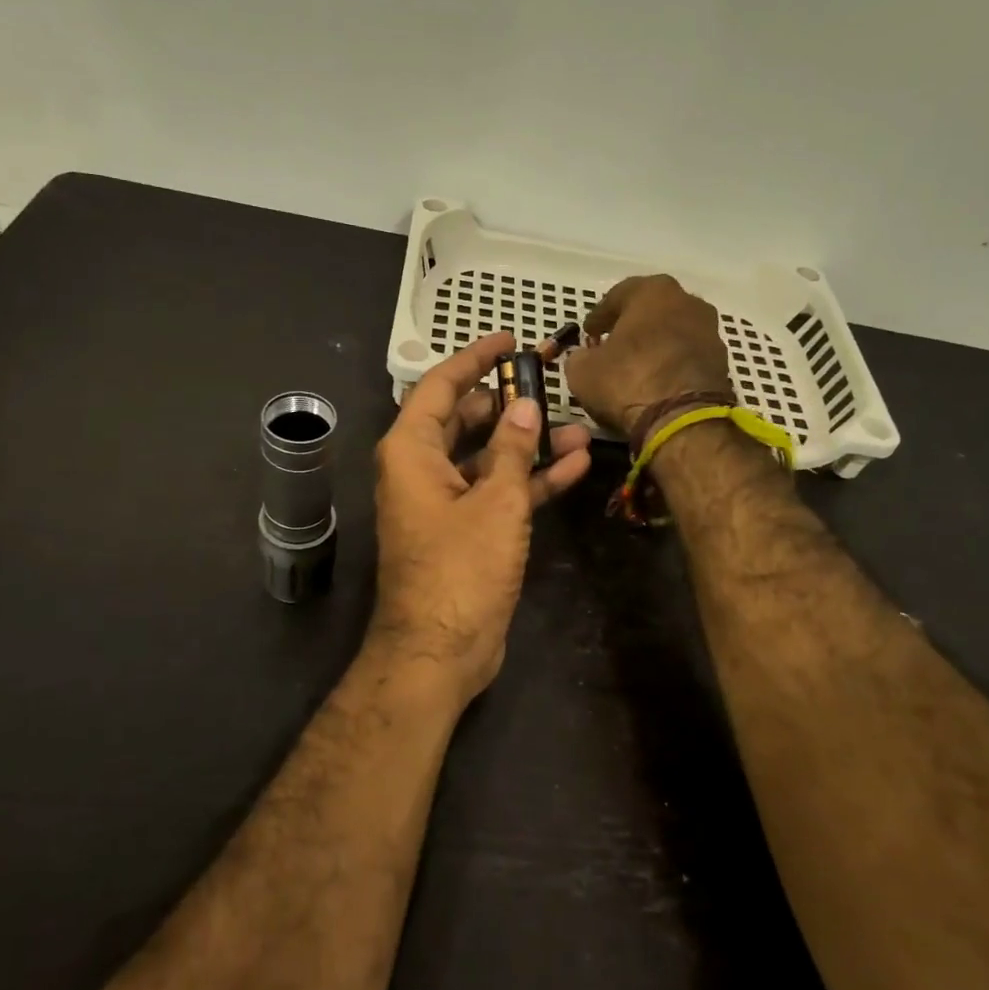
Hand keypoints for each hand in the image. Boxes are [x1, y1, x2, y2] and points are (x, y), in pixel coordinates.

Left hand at [369, 332, 592, 703]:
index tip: (508, 339)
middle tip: (552, 384)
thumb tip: (523, 404)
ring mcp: (444, 500)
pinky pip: (496, 491)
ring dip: (527, 445)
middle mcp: (421, 468)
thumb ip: (510, 448)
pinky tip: (572, 467)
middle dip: (509, 403)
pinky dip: (528, 480)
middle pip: (466, 419)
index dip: (474, 358)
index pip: (441, 386)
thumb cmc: (460, 568)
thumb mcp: (494, 502)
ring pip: (487, 457)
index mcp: (411, 450)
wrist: (440, 650)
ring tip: (577, 430)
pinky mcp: (466, 530)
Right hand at [565, 275, 733, 432]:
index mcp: (653, 291)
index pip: (618, 296)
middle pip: (651, 310)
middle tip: (612, 345)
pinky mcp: (722, 361)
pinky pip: (687, 355)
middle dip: (631, 326)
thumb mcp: (582, 370)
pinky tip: (656, 381)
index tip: (588, 334)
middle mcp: (687, 301)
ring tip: (635, 367)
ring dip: (654, 344)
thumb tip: (585, 356)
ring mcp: (710, 330)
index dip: (599, 317)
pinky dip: (671, 363)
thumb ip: (580, 356)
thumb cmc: (627, 381)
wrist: (682, 419)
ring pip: (672, 331)